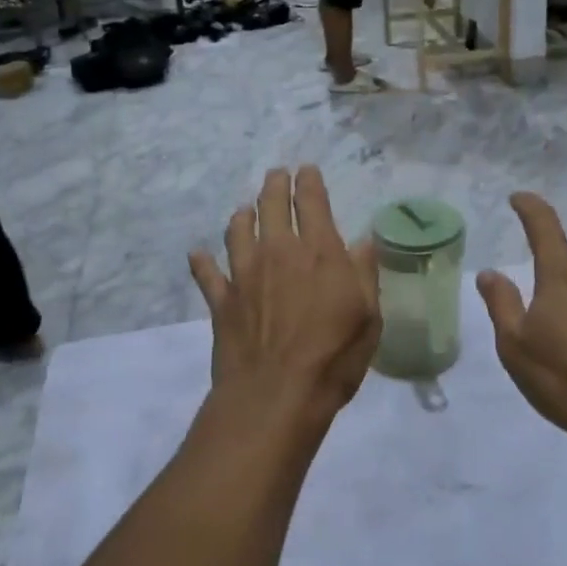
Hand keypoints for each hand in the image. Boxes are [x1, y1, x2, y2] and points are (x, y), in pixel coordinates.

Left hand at [190, 168, 380, 425]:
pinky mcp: (221, 300)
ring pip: (237, 230)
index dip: (309, 181)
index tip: (306, 170)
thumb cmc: (333, 357)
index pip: (312, 202)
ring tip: (244, 210)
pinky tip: (198, 254)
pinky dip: (202, 261)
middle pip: (271, 206)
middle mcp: (278, 252)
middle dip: (274, 185)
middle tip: (276, 175)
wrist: (275, 396)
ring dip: (242, 216)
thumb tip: (363, 240)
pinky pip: (207, 273)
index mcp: (318, 251)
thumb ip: (364, 274)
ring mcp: (245, 274)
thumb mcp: (368, 316)